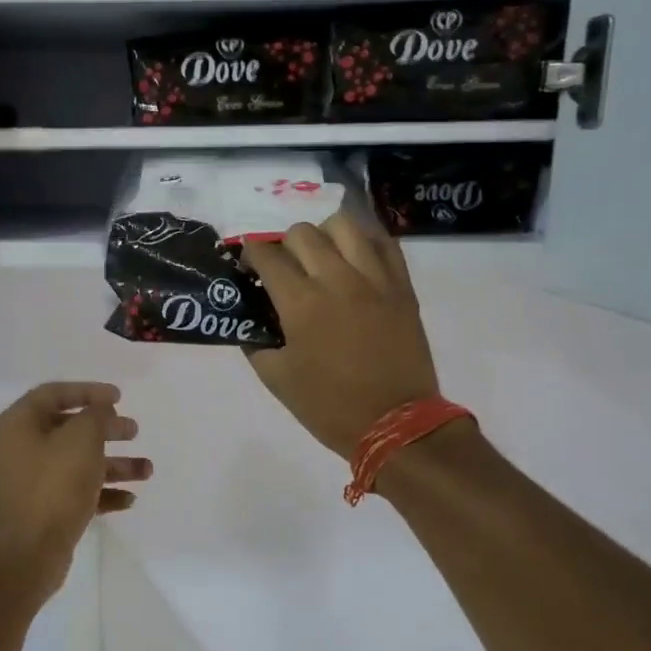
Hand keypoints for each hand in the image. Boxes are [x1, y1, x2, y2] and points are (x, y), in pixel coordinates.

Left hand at [0, 382, 151, 591]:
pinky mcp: (43, 509)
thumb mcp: (82, 439)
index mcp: (19, 424)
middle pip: (69, 428)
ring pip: (77, 462)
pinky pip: (76, 491)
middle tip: (134, 430)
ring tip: (146, 470)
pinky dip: (102, 491)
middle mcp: (20, 448)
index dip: (88, 391)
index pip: (54, 393)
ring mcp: (31, 481)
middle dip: (106, 429)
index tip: (119, 397)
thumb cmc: (55, 485)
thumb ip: (96, 415)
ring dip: (113, 463)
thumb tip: (101, 409)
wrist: (30, 552)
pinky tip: (129, 499)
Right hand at [241, 218, 440, 459]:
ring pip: (344, 225)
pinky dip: (364, 241)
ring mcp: (374, 279)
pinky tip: (355, 258)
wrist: (395, 424)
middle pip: (302, 233)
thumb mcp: (277, 379)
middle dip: (283, 244)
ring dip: (323, 235)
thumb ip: (256, 343)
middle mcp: (337, 279)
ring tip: (321, 256)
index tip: (248, 266)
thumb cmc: (329, 406)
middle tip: (284, 267)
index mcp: (301, 303)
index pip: (267, 256)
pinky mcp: (402, 286)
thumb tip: (251, 322)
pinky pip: (383, 243)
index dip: (250, 254)